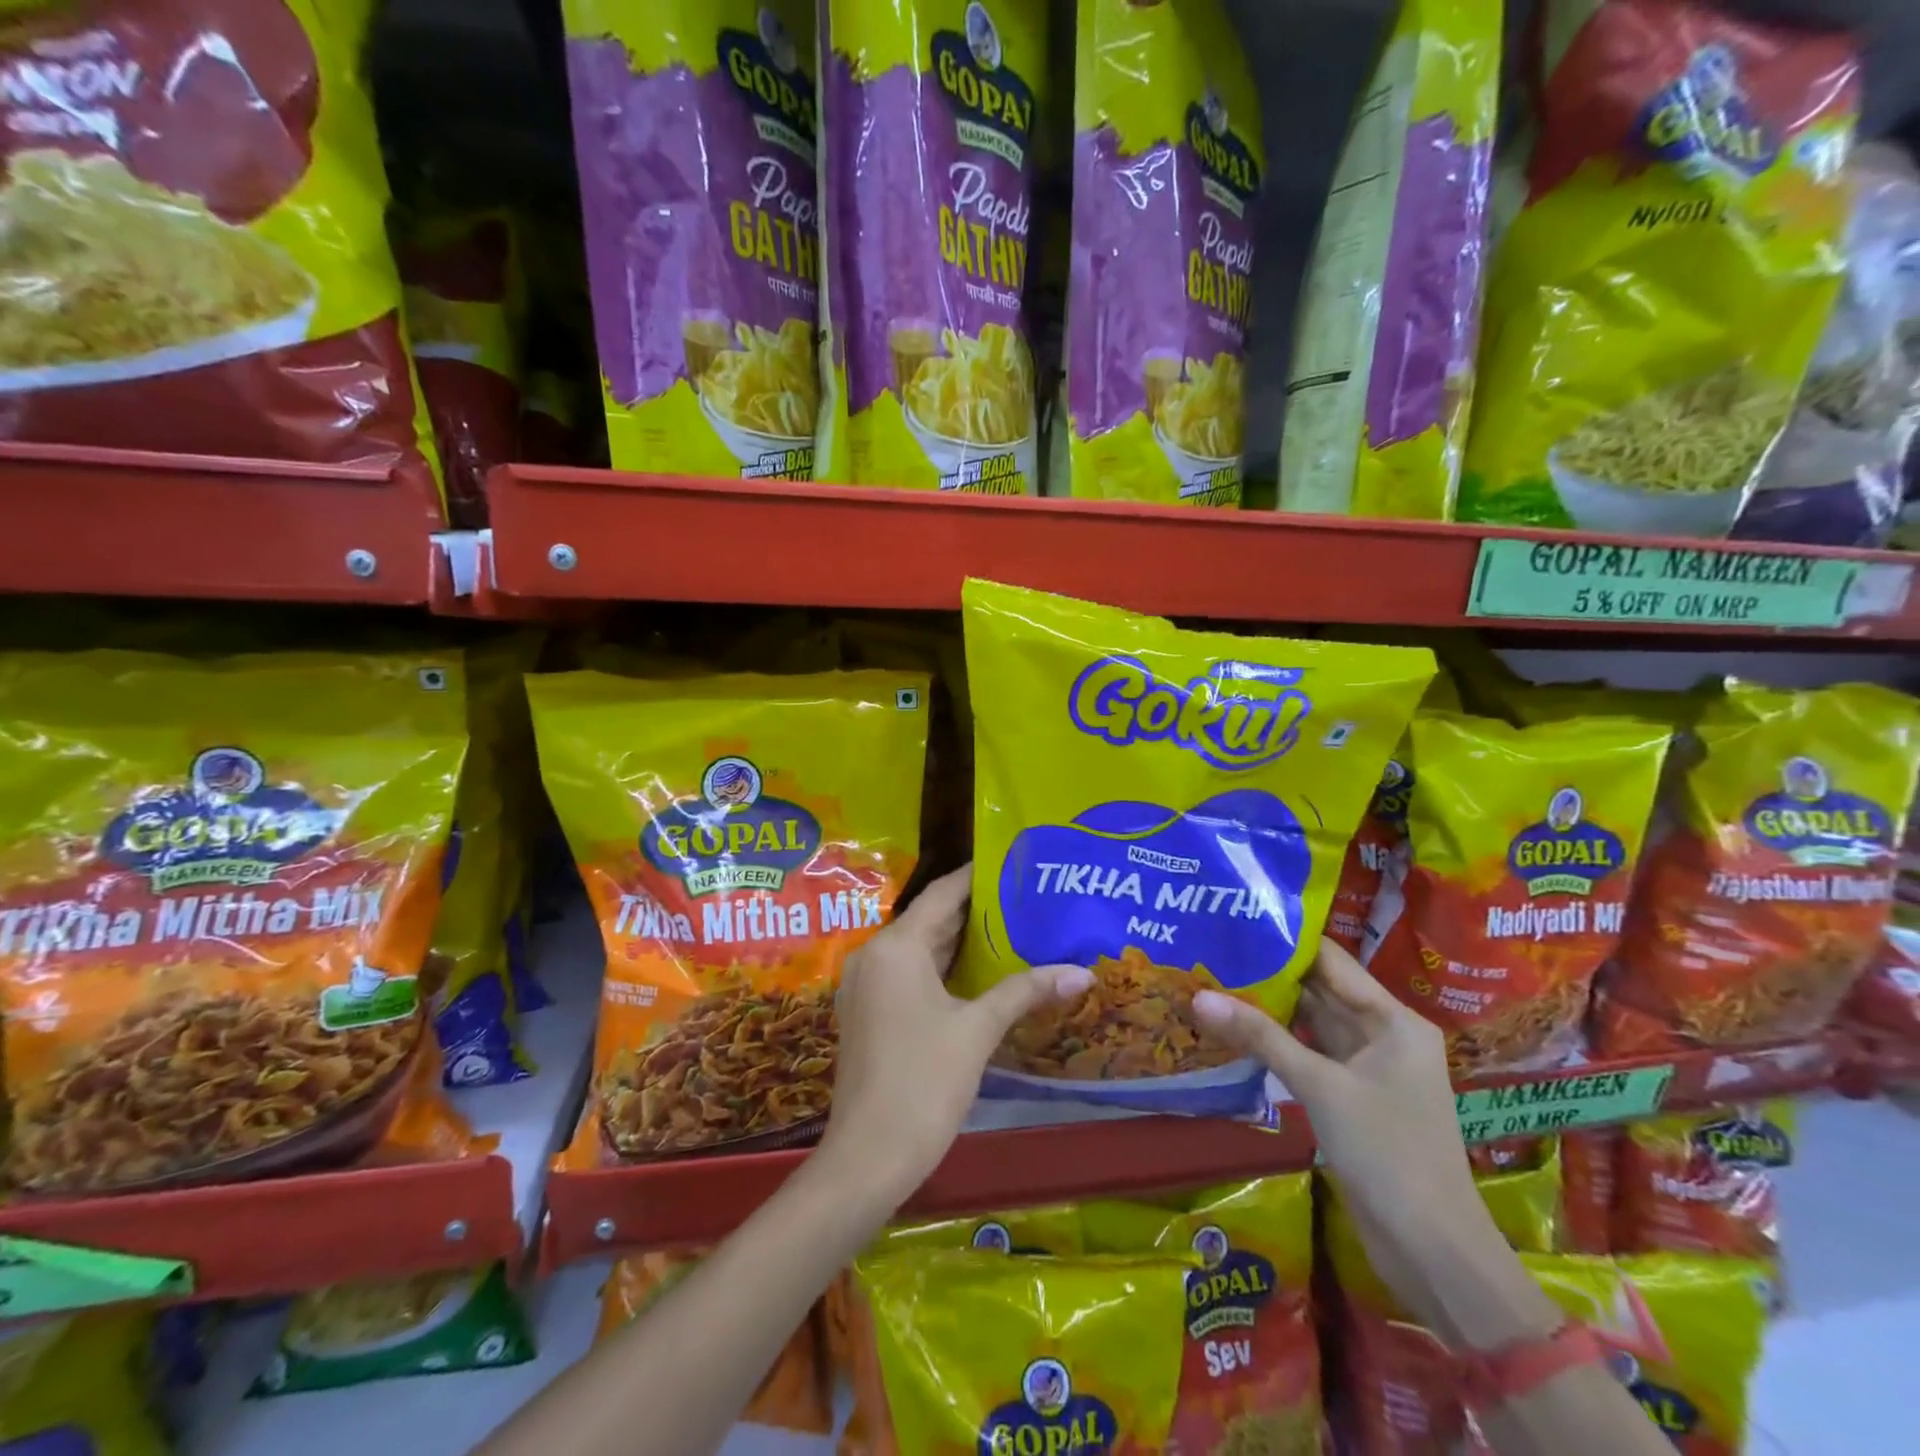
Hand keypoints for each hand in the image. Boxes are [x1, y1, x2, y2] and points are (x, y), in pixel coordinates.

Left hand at [820, 865, 1093, 1199]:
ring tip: (1010, 928)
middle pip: (929, 920)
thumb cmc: (923, 1082)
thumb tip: (1083, 972)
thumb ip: (1025, 992)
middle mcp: (873, 955)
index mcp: (895, 947)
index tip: (1013, 864)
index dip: (976, 877)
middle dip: (974, 910)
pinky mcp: (867, 1012)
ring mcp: (866, 985)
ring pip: (919, 949)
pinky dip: (941, 968)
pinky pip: (908, 973)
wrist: (868, 1157)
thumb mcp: (978, 1031)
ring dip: (959, 941)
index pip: (941, 894)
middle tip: (1023, 898)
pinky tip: (978, 974)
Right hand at [1193, 940, 1519, 1337]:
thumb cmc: (1388, 1153)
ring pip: (1311, 1023)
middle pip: (1319, 989)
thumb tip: (1198, 996)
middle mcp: (1383, 1034)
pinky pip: (1309, 1055)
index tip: (1236, 920)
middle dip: (1269, 973)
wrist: (1434, 1252)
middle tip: (1212, 949)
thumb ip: (1260, 1037)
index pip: (1331, 961)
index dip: (1286, 940)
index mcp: (1393, 1020)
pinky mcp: (1352, 1097)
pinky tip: (1235, 1029)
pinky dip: (1276, 1042)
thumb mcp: (1320, 1087)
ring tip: (1213, 979)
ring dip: (1268, 1008)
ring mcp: (1368, 1068)